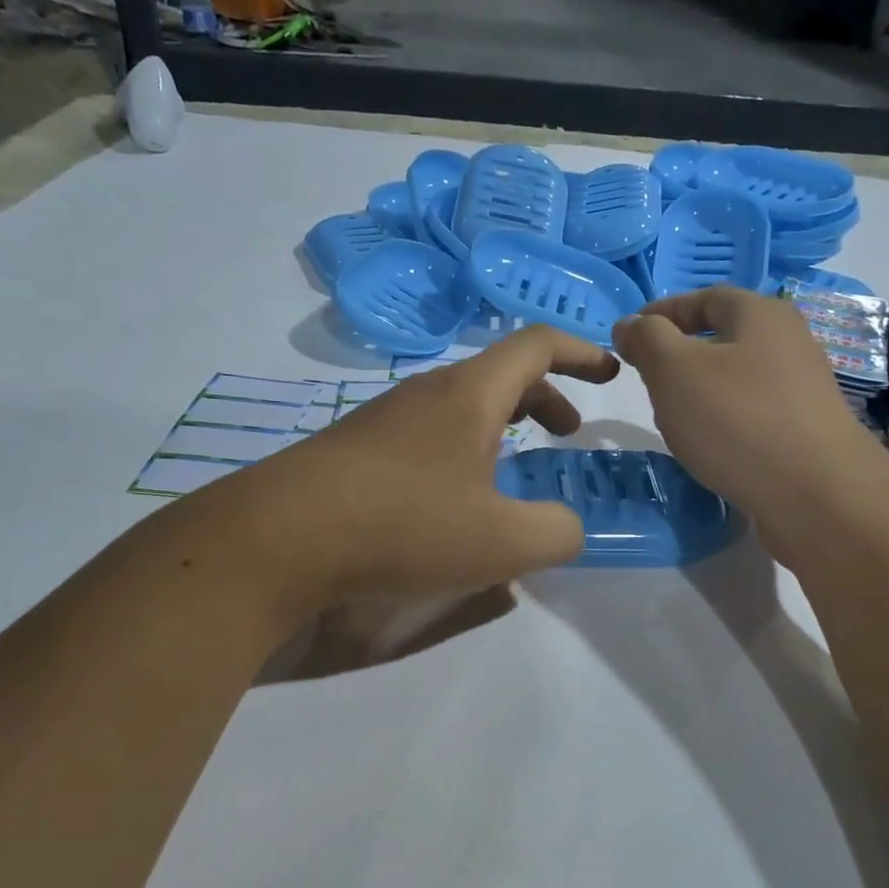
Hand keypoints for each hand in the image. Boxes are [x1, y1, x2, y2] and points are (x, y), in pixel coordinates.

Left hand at [180, 328, 618, 614]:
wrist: (278, 538)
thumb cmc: (403, 525)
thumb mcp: (503, 542)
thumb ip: (558, 532)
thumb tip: (568, 527)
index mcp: (470, 395)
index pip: (536, 345)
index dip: (581, 352)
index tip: (610, 372)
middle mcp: (427, 393)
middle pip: (501, 374)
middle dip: (546, 397)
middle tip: (568, 435)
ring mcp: (386, 418)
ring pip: (461, 406)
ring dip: (502, 426)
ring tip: (516, 469)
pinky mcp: (357, 448)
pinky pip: (429, 434)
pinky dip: (464, 450)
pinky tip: (454, 499)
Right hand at [613, 286, 888, 566]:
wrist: (815, 494)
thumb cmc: (737, 419)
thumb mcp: (674, 370)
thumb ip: (647, 340)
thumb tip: (630, 324)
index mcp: (761, 315)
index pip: (706, 297)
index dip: (664, 311)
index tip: (631, 335)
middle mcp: (789, 343)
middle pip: (726, 337)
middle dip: (681, 353)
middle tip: (648, 378)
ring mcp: (802, 390)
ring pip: (739, 378)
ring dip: (702, 391)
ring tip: (674, 417)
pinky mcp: (805, 433)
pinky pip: (753, 414)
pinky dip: (725, 422)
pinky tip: (710, 448)